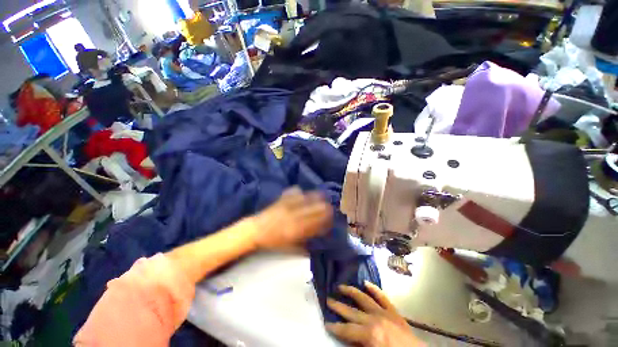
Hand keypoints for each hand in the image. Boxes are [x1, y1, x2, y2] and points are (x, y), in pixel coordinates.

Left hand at [252, 187, 332, 249]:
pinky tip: (303, 194)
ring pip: (307, 197)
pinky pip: (295, 192)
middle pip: (315, 208)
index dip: (327, 219)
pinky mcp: (282, 199)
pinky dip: (301, 193)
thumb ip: (306, 242)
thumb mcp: (290, 247)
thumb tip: (318, 236)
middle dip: (325, 207)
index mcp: (297, 229)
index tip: (331, 217)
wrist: (256, 231)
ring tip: (321, 197)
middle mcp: (295, 215)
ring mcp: (288, 205)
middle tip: (329, 207)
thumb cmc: (273, 242)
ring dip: (316, 197)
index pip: (317, 221)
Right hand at [326, 282, 423, 346]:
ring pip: (363, 298)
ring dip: (351, 291)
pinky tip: (366, 283)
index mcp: (370, 333)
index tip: (326, 322)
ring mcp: (384, 312)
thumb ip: (358, 345)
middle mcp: (374, 318)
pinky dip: (374, 289)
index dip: (335, 326)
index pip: (347, 329)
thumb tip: (347, 339)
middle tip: (328, 299)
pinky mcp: (393, 311)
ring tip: (340, 286)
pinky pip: (382, 297)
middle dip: (338, 306)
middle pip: (352, 311)